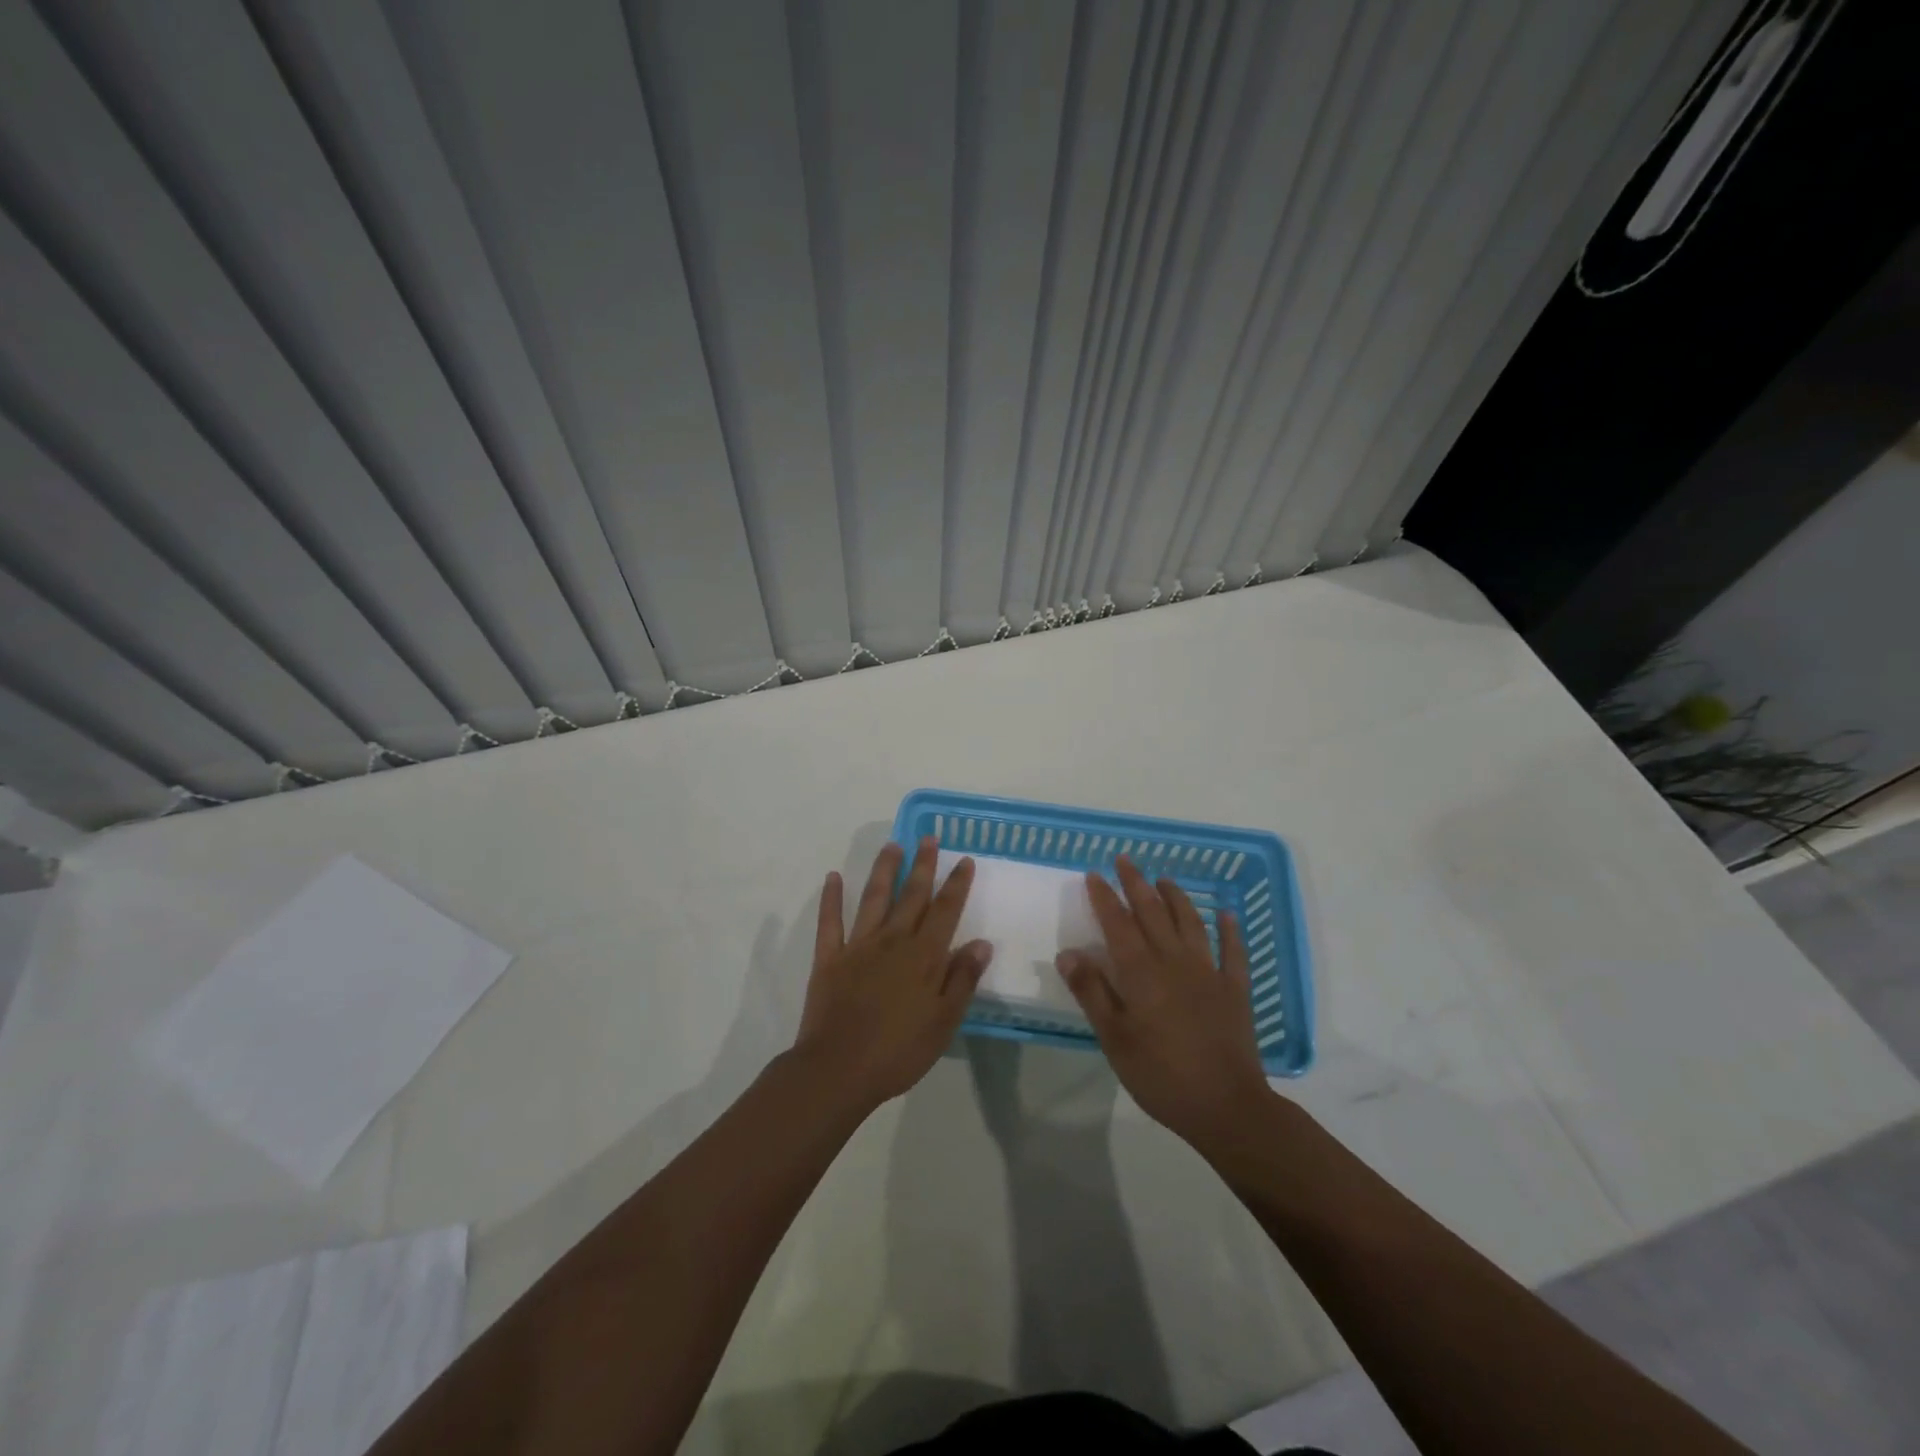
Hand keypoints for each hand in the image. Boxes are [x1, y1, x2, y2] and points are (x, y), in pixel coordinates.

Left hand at [793, 837, 992, 1110]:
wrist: (838, 1070)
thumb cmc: (898, 1052)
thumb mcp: (943, 1023)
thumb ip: (962, 980)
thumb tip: (981, 943)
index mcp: (924, 957)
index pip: (945, 911)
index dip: (956, 885)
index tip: (964, 860)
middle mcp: (893, 941)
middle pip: (912, 895)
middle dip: (923, 865)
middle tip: (929, 838)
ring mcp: (858, 946)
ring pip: (874, 898)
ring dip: (884, 870)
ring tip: (893, 845)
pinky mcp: (829, 958)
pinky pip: (830, 921)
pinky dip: (831, 898)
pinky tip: (833, 877)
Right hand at [1057, 856, 1270, 1147]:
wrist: (1225, 1105)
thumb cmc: (1160, 1074)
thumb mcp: (1114, 1038)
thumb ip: (1091, 992)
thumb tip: (1068, 952)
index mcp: (1141, 972)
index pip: (1118, 923)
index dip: (1105, 897)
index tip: (1094, 874)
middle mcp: (1174, 961)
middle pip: (1153, 913)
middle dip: (1136, 884)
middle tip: (1125, 860)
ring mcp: (1208, 972)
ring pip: (1190, 923)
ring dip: (1176, 897)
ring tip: (1164, 879)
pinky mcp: (1235, 990)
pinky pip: (1233, 952)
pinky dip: (1229, 930)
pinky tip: (1226, 915)